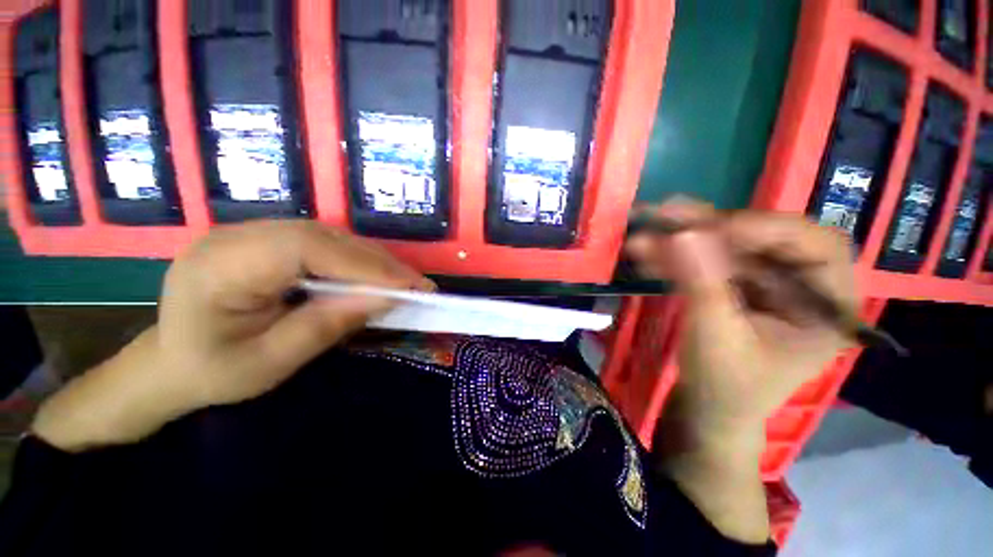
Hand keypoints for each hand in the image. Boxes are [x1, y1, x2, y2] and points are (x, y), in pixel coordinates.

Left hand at [32, 221, 431, 450]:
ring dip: (371, 259)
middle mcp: (236, 236)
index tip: (409, 285)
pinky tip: (374, 275)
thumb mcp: (273, 361)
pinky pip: (322, 242)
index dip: (365, 263)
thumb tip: (386, 297)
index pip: (308, 248)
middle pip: (324, 236)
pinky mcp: (268, 241)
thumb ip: (328, 324)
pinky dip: (355, 259)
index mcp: (221, 266)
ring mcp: (252, 233)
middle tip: (417, 283)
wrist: (170, 364)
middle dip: (377, 261)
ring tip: (403, 281)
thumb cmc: (214, 373)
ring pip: (329, 235)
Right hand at [626, 200, 856, 441]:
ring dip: (683, 238)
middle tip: (668, 214)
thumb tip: (684, 233)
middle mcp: (801, 288)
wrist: (706, 411)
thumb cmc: (724, 387)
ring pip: (727, 248)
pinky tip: (646, 253)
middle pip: (764, 239)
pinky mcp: (733, 288)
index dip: (769, 229)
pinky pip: (706, 263)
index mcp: (826, 307)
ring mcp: (763, 286)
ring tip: (646, 229)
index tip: (715, 228)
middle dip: (712, 227)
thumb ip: (703, 285)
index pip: (817, 246)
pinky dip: (675, 257)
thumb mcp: (715, 338)